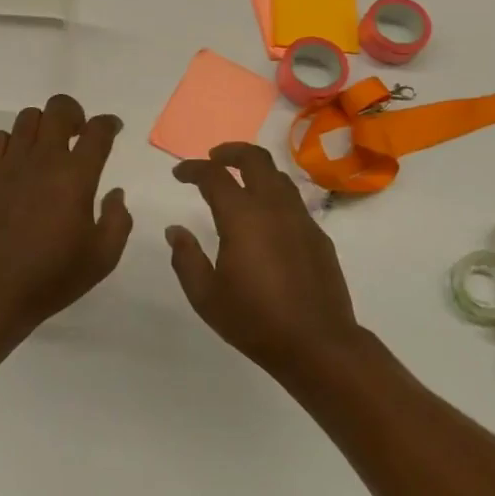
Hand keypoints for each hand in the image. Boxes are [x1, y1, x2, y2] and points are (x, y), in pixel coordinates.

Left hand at [0, 94, 131, 334]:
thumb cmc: (54, 275)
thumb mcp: (103, 256)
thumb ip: (118, 219)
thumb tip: (115, 193)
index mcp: (76, 176)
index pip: (97, 131)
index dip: (109, 123)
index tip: (113, 129)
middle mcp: (44, 159)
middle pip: (59, 108)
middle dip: (75, 113)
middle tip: (79, 134)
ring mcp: (11, 164)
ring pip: (28, 117)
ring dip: (44, 125)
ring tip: (48, 147)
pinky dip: (12, 140)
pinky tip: (19, 160)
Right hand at [166, 143, 362, 377]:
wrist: (318, 344)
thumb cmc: (255, 321)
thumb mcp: (206, 296)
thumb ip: (186, 258)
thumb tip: (176, 231)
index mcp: (242, 217)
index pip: (214, 176)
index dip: (193, 169)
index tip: (179, 174)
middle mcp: (273, 207)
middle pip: (254, 159)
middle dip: (230, 152)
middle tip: (212, 160)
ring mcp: (300, 218)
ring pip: (278, 175)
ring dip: (255, 169)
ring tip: (239, 181)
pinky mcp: (317, 235)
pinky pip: (293, 200)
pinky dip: (274, 193)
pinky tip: (265, 217)